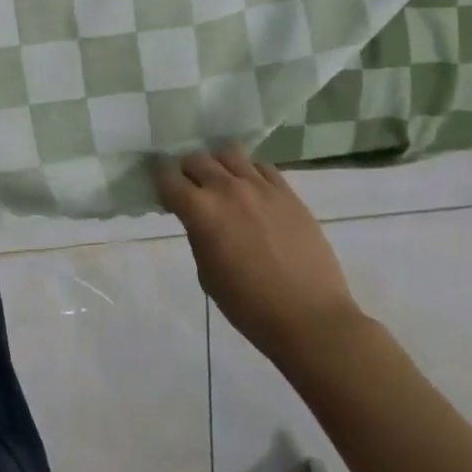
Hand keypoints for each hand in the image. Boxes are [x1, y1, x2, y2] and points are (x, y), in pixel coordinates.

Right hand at [153, 147, 364, 369]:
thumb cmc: (249, 306)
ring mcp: (260, 187)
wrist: (310, 319)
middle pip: (195, 158)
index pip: (167, 177)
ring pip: (228, 153)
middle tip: (191, 190)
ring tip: (222, 183)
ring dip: (218, 165)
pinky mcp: (287, 192)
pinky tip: (252, 191)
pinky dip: (249, 172)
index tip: (164, 195)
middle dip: (186, 171)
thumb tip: (199, 220)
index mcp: (200, 210)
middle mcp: (227, 188)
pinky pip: (262, 166)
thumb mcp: (207, 274)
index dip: (161, 183)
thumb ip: (198, 236)